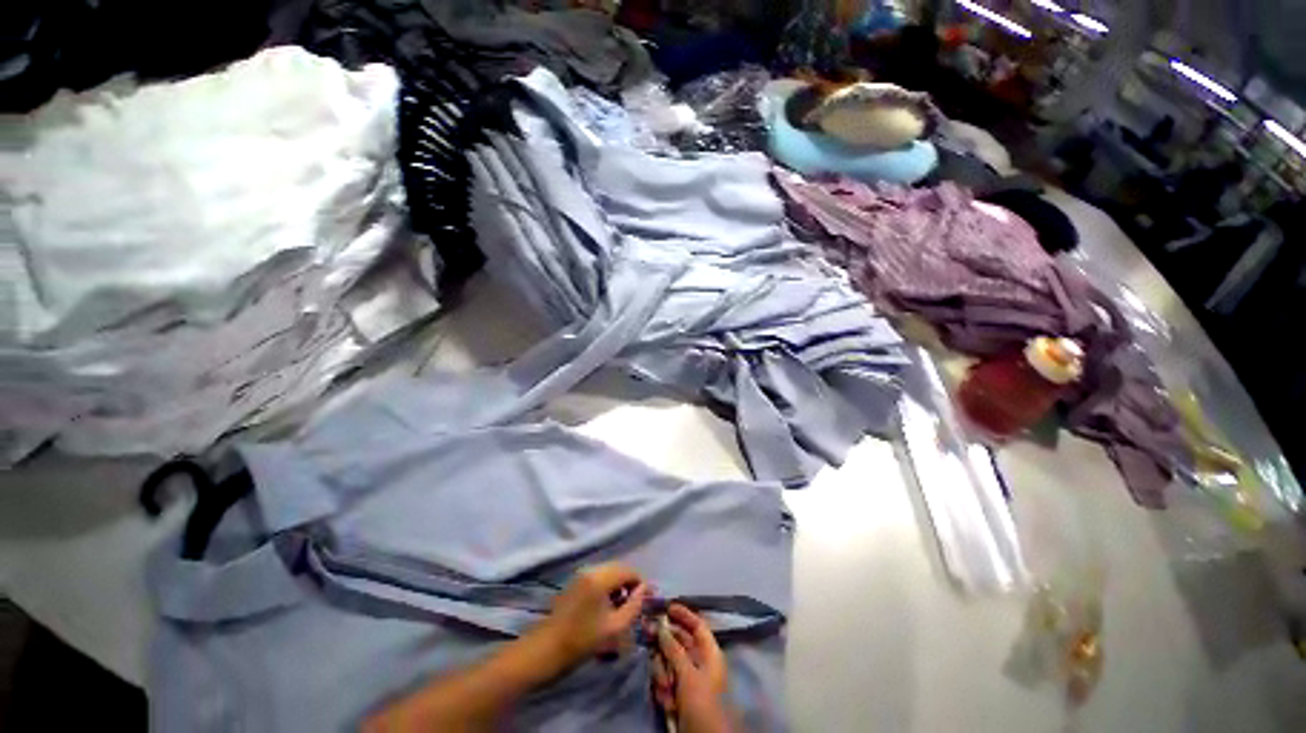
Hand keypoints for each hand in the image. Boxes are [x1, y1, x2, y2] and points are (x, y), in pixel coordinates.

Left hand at [531, 563, 649, 673]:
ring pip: (609, 571)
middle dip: (631, 582)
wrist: (547, 649)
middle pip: (619, 568)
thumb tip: (645, 590)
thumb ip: (634, 606)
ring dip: (619, 583)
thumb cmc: (582, 640)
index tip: (648, 599)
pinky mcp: (576, 581)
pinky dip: (608, 585)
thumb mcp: (615, 627)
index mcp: (601, 578)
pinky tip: (609, 604)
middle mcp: (591, 569)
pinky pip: (599, 576)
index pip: (629, 571)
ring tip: (624, 605)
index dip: (641, 583)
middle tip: (638, 603)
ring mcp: (582, 574)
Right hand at [651, 604, 731, 732]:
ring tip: (666, 689)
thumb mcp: (688, 675)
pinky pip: (665, 681)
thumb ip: (673, 649)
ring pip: (668, 662)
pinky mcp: (678, 695)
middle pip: (679, 642)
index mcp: (710, 653)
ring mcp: (688, 679)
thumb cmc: (702, 703)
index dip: (684, 614)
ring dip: (663, 672)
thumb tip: (661, 626)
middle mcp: (699, 662)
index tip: (666, 606)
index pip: (698, 626)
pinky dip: (663, 689)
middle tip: (647, 633)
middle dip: (664, 643)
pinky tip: (667, 702)